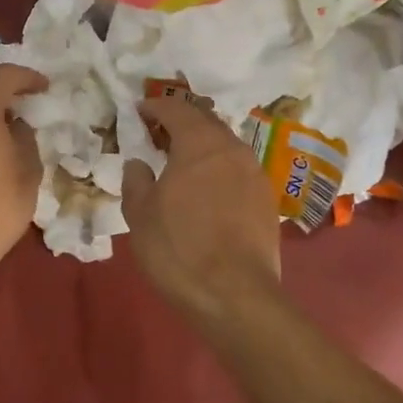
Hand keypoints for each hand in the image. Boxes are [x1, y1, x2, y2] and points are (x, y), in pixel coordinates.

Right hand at [122, 96, 283, 325]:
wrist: (235, 295)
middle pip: (205, 122)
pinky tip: (207, 189)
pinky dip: (219, 168)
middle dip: (181, 122)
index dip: (155, 106)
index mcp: (199, 143)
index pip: (176, 109)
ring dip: (203, 146)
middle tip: (160, 133)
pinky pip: (238, 169)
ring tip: (183, 161)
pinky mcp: (267, 200)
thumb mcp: (140, 213)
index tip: (140, 111)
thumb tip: (139, 164)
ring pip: (225, 145)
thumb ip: (136, 180)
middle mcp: (232, 148)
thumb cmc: (179, 248)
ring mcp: (255, 173)